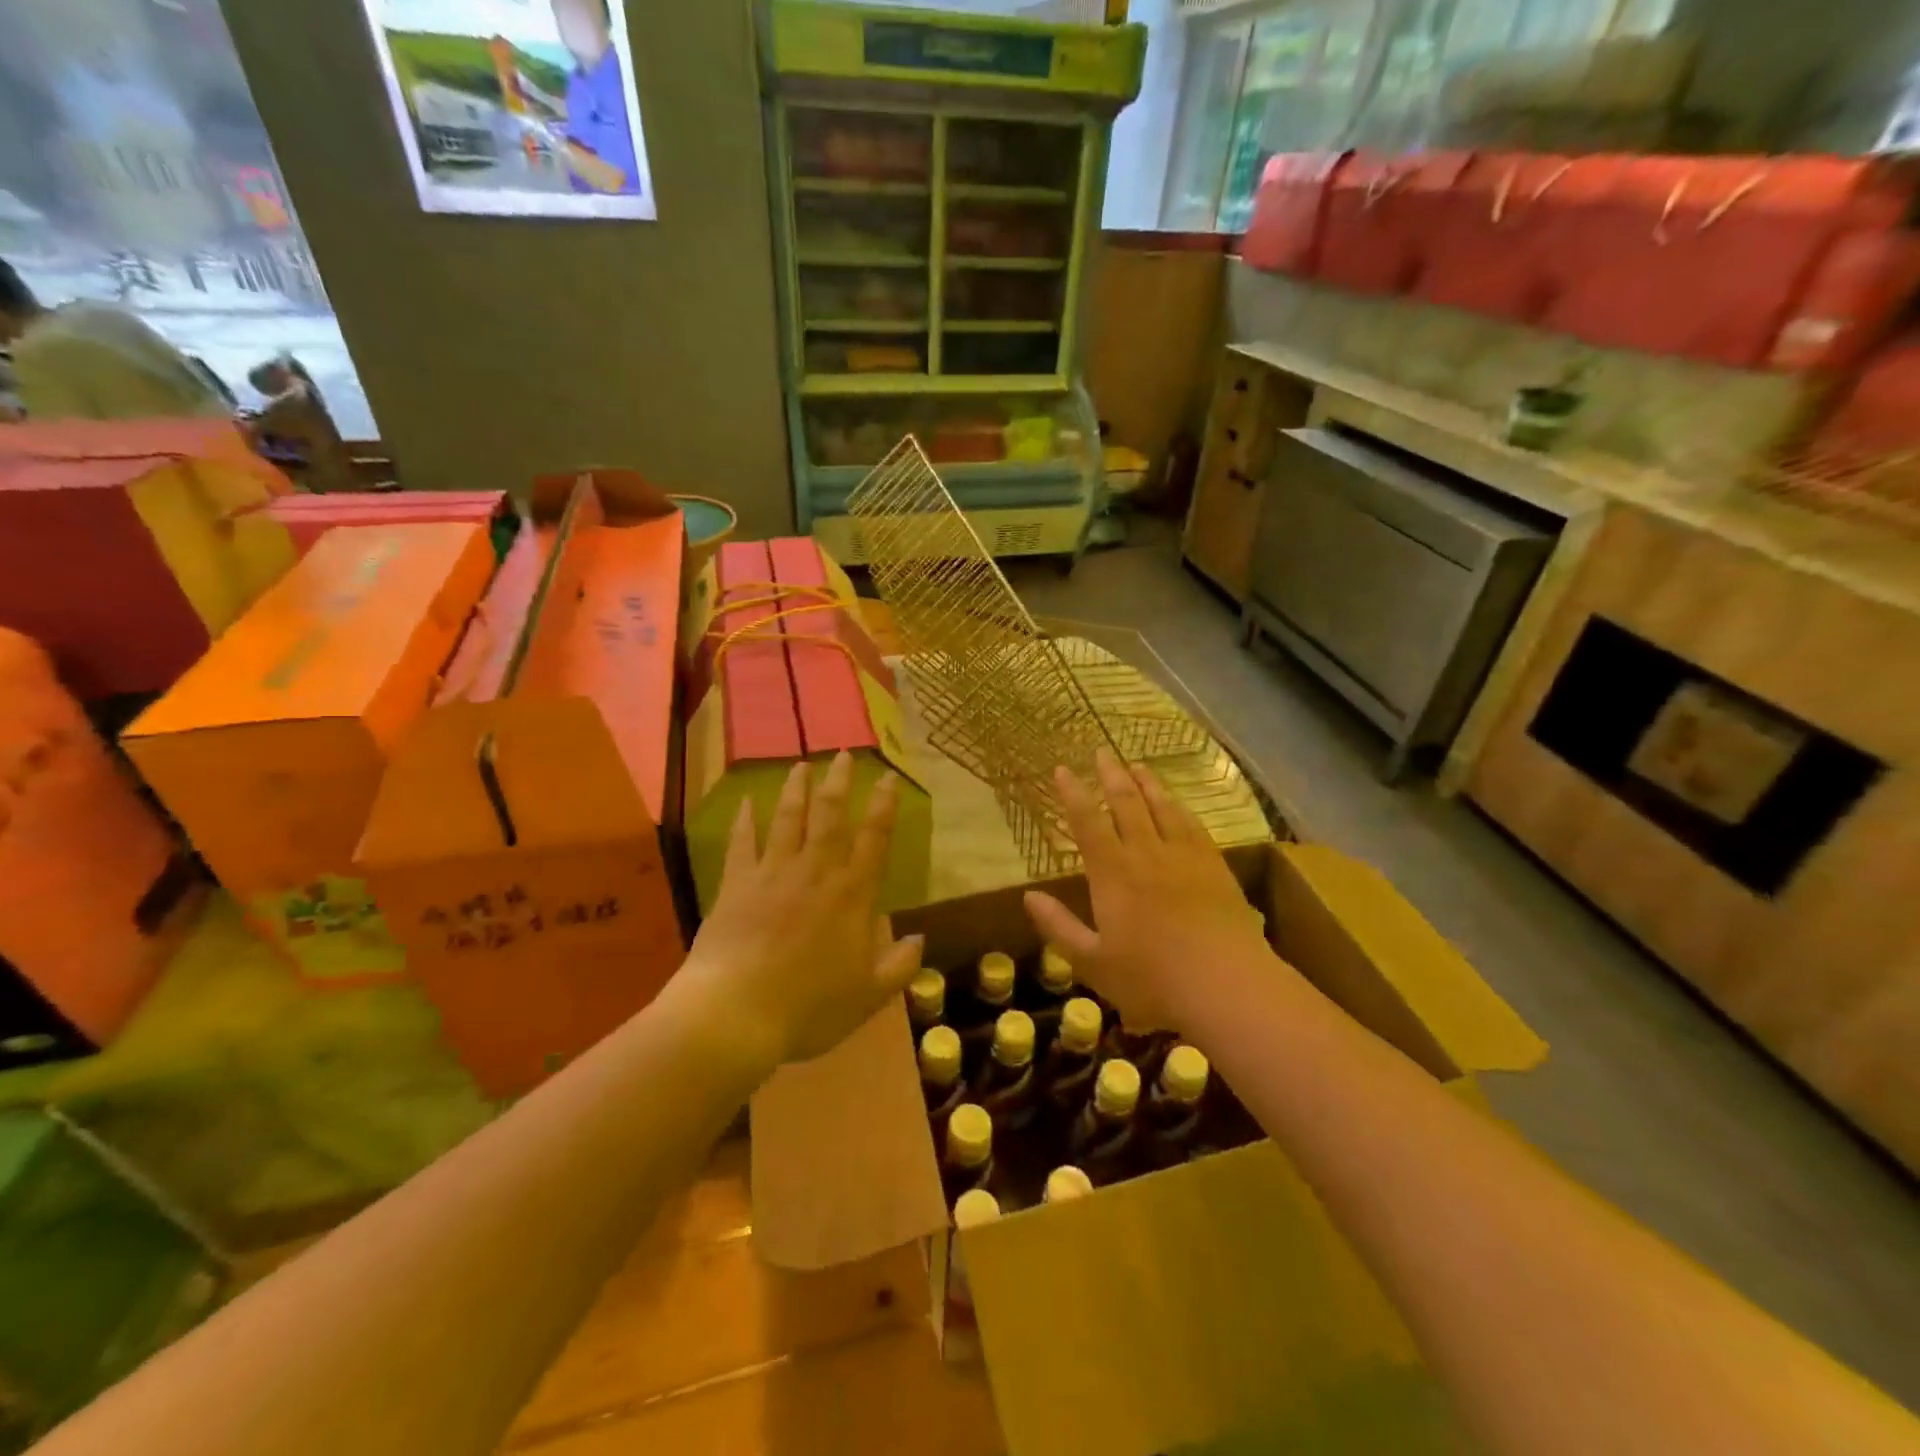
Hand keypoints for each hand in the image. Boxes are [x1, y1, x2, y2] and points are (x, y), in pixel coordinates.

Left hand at [681, 752, 922, 1067]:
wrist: (736, 1014)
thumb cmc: (809, 1008)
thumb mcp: (868, 996)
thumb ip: (899, 966)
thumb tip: (920, 939)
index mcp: (851, 896)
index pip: (873, 840)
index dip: (884, 806)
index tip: (889, 778)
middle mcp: (815, 873)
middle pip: (830, 816)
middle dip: (839, 782)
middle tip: (843, 754)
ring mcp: (772, 874)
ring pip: (788, 819)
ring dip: (796, 790)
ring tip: (800, 764)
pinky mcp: (736, 884)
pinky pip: (741, 844)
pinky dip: (744, 821)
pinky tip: (745, 803)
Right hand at [1025, 750, 1275, 1033]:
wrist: (1226, 984)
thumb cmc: (1152, 979)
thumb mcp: (1092, 962)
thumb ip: (1058, 927)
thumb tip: (1028, 896)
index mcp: (1112, 874)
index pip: (1087, 822)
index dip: (1073, 794)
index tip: (1062, 769)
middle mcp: (1146, 853)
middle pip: (1126, 803)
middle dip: (1110, 775)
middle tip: (1101, 752)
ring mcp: (1184, 857)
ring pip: (1161, 808)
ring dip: (1146, 784)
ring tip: (1136, 765)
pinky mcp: (1214, 866)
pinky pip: (1192, 825)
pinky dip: (1179, 808)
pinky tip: (1177, 804)